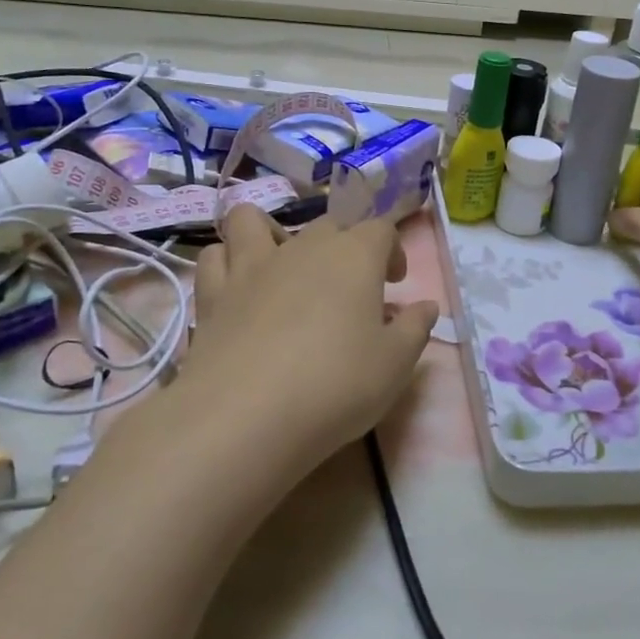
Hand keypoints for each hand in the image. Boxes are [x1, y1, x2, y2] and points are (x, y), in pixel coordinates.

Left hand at [183, 205, 439, 475]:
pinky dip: (226, 263)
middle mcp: (303, 247)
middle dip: (343, 247)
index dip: (392, 251)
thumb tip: (426, 306)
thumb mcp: (395, 365)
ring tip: (280, 268)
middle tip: (349, 289)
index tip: (394, 284)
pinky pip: (215, 257)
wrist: (247, 416)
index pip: (381, 229)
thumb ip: (415, 328)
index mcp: (354, 256)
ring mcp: (252, 266)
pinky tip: (237, 289)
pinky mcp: (213, 294)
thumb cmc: (336, 385)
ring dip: (269, 235)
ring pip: (253, 221)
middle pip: (327, 225)